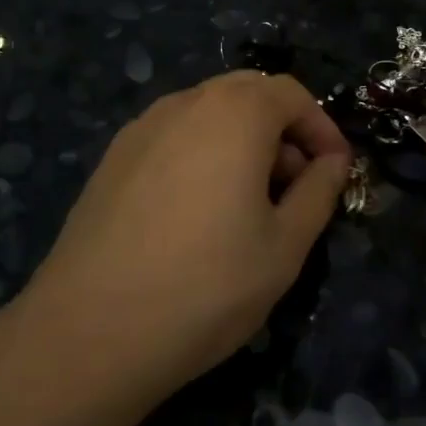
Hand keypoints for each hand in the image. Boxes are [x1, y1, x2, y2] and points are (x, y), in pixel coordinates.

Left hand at [19, 72, 351, 401]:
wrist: (90, 331)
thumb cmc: (206, 286)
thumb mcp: (284, 246)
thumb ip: (318, 193)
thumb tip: (332, 162)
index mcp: (234, 114)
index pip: (292, 94)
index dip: (323, 128)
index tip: (335, 172)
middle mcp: (184, 104)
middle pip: (247, 93)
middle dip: (282, 129)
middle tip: (295, 184)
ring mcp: (140, 129)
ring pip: (207, 113)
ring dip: (241, 140)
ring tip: (249, 203)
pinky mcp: (111, 159)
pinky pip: (173, 137)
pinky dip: (202, 154)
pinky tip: (198, 212)